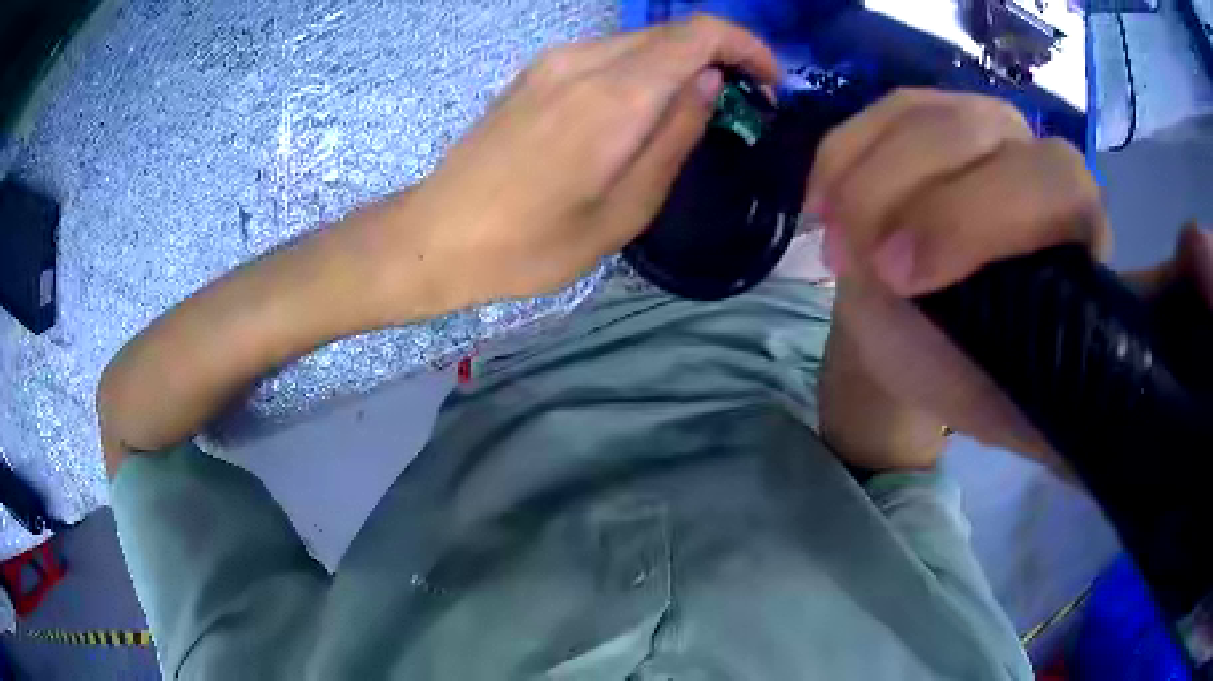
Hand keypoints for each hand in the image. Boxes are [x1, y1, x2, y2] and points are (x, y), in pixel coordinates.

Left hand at [405, 15, 778, 305]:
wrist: (438, 235)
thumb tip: (709, 84)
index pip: (699, 33)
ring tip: (694, 111)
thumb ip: (674, 137)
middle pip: (671, 32)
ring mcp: (552, 62)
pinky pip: (605, 54)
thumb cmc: (531, 244)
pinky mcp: (534, 73)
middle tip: (740, 106)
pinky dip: (642, 69)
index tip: (769, 84)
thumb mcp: (624, 211)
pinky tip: (641, 109)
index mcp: (614, 95)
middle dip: (719, 56)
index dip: (747, 47)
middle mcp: (584, 60)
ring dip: (680, 64)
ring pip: (639, 41)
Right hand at [810, 89, 1110, 469]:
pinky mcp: (932, 117)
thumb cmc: (966, 370)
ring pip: (923, 114)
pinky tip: (822, 204)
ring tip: (832, 242)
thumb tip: (998, 350)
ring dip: (864, 176)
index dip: (977, 217)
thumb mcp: (986, 397)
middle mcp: (1036, 163)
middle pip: (980, 128)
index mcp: (1077, 234)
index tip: (903, 278)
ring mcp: (983, 129)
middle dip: (906, 187)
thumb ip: (999, 372)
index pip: (1054, 186)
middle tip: (849, 258)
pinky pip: (881, 113)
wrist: (928, 335)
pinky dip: (841, 155)